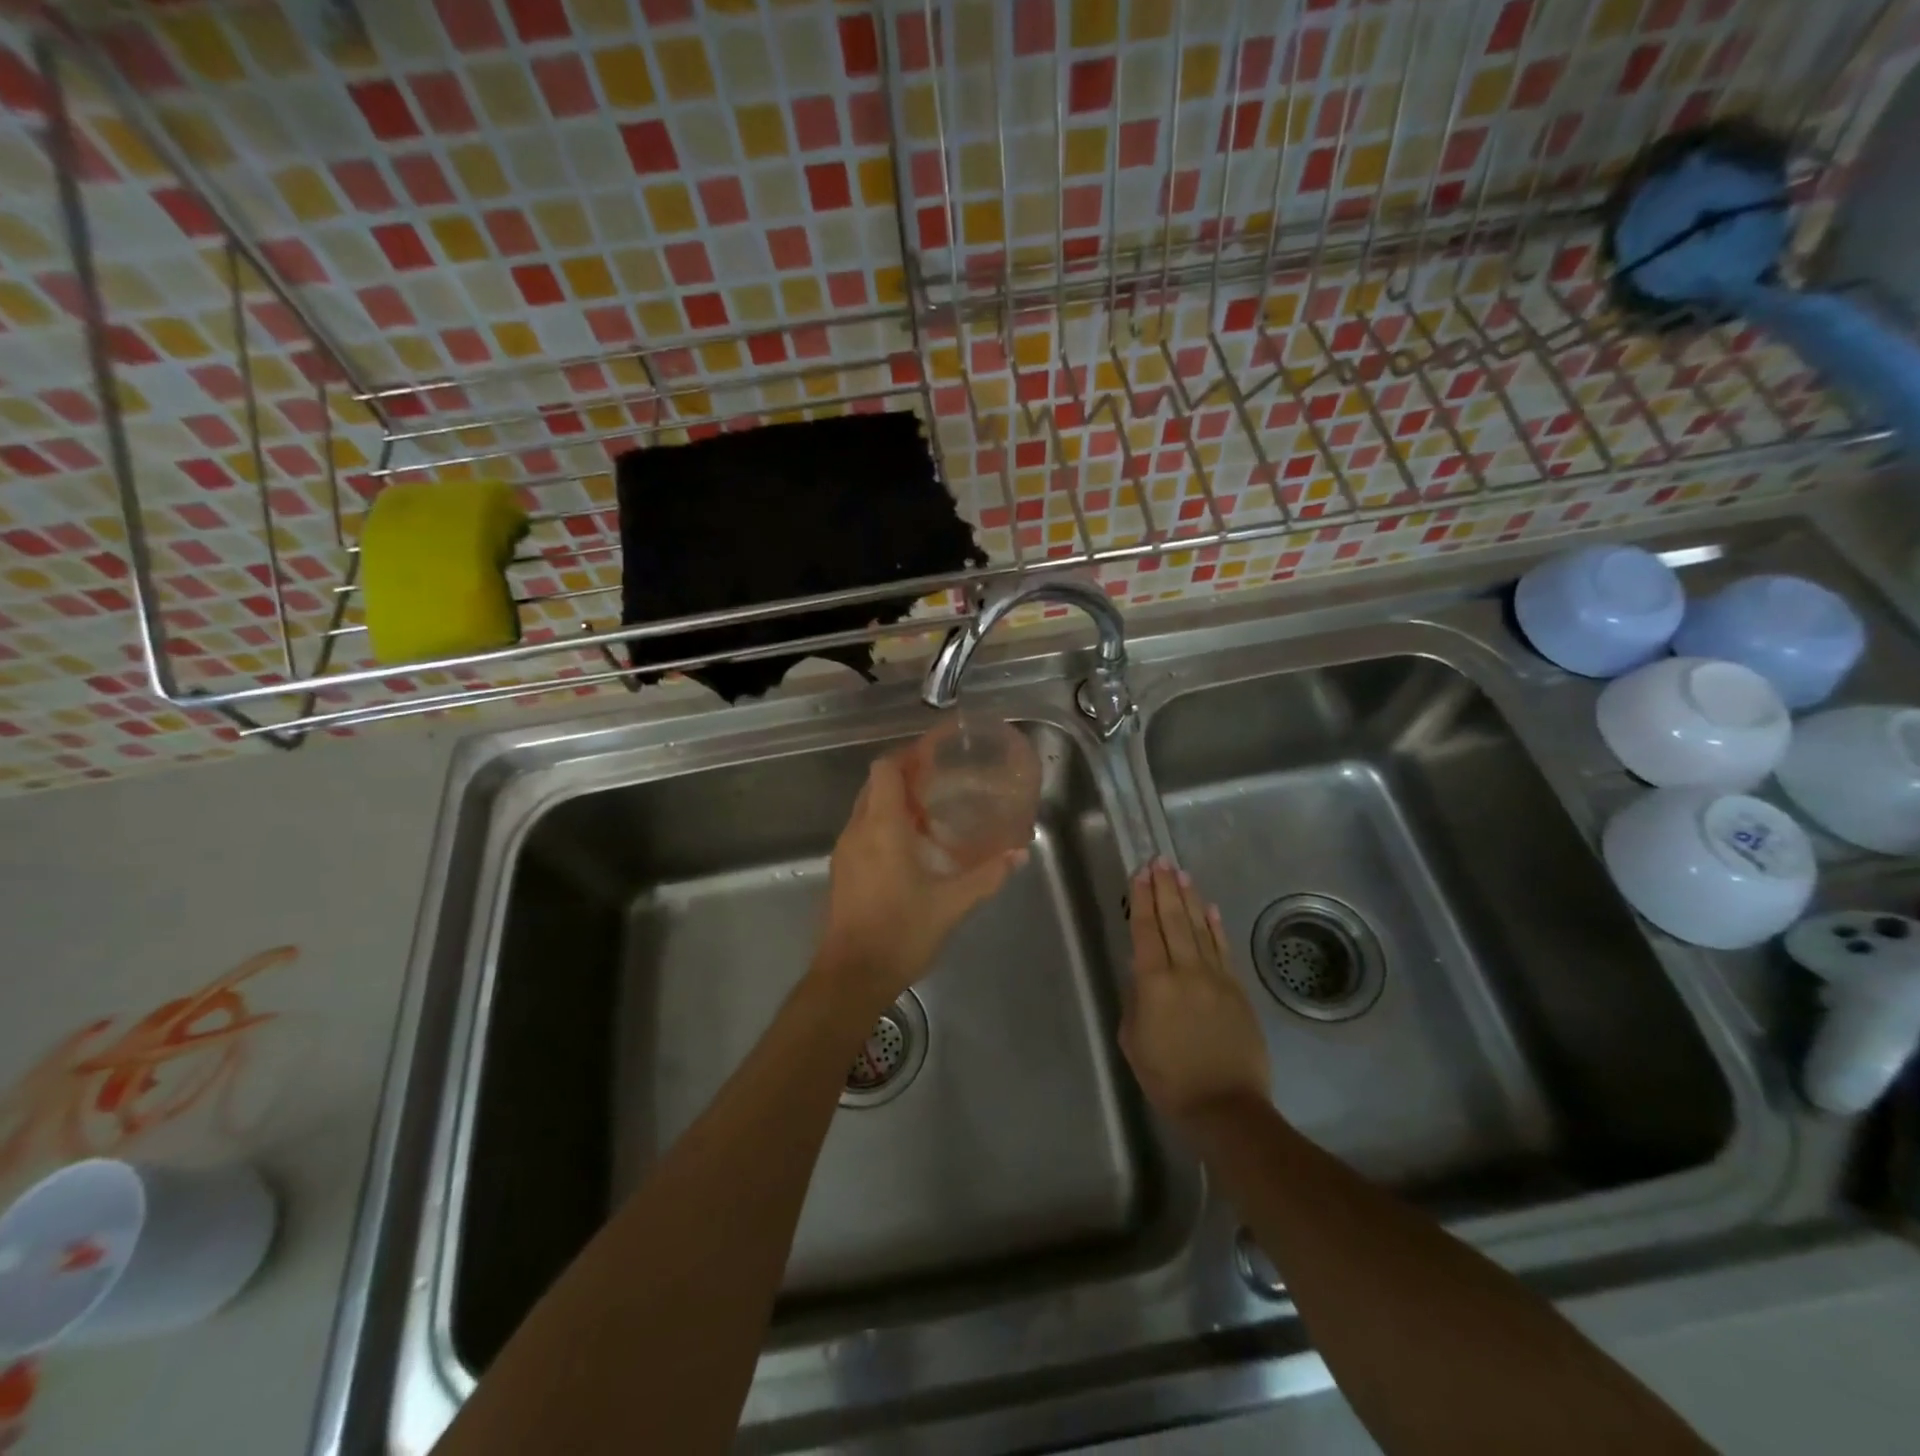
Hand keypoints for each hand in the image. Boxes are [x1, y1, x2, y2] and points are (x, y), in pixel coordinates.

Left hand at [812, 752, 1025, 1015]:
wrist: (850, 977)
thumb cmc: (900, 933)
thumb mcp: (951, 904)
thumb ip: (987, 875)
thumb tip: (1018, 853)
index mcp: (881, 827)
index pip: (885, 769)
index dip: (908, 755)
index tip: (936, 754)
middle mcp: (857, 831)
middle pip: (875, 785)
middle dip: (904, 776)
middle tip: (940, 780)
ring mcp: (845, 852)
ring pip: (866, 808)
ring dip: (894, 802)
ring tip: (931, 811)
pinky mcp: (842, 871)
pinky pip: (863, 831)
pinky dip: (884, 825)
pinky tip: (912, 847)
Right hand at [1120, 859, 1270, 1126]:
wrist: (1224, 1106)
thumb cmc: (1168, 1078)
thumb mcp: (1133, 1040)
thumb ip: (1136, 1000)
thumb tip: (1143, 975)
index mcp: (1154, 983)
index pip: (1146, 930)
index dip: (1142, 899)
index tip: (1140, 873)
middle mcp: (1185, 971)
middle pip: (1173, 920)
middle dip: (1164, 888)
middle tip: (1159, 861)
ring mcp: (1216, 978)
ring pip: (1199, 928)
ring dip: (1189, 898)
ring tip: (1181, 873)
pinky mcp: (1237, 990)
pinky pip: (1223, 949)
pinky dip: (1215, 926)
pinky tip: (1209, 908)